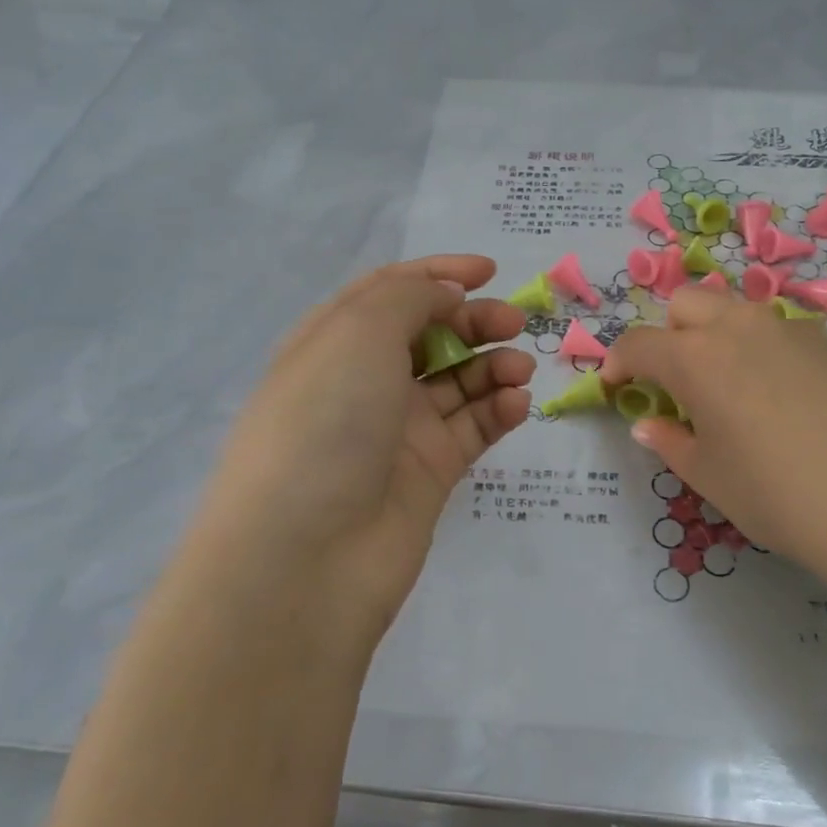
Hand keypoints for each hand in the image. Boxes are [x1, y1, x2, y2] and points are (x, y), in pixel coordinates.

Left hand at [183, 255, 534, 637]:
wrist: (306, 556)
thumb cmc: (324, 422)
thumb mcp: (357, 334)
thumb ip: (408, 298)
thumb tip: (445, 294)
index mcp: (334, 341)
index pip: (389, 292)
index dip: (438, 274)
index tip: (487, 270)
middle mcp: (364, 381)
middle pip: (430, 335)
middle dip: (474, 320)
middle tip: (514, 322)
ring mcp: (398, 429)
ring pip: (457, 382)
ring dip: (493, 365)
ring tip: (520, 370)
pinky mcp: (429, 472)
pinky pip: (472, 429)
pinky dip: (498, 410)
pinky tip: (516, 405)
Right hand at [602, 286, 826, 591]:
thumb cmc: (779, 496)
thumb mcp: (710, 478)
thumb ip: (671, 443)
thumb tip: (649, 424)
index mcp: (697, 357)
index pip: (639, 343)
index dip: (618, 362)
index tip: (615, 385)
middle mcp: (740, 326)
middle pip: (686, 304)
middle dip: (668, 334)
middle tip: (674, 382)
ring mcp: (791, 328)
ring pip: (736, 311)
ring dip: (716, 335)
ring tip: (730, 387)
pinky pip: (778, 330)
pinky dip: (761, 348)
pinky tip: (782, 396)